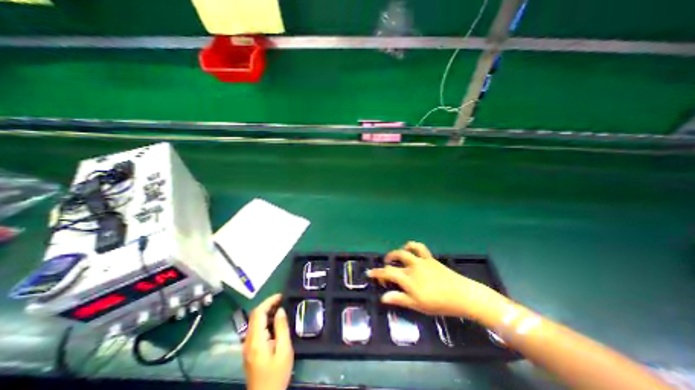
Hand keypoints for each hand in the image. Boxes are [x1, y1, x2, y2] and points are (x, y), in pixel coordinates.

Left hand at [245, 294, 292, 389]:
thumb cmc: (277, 374)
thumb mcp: (284, 350)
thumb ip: (281, 328)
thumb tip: (280, 310)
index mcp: (256, 340)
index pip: (258, 313)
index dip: (269, 301)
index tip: (281, 296)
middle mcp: (248, 341)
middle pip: (254, 316)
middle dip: (267, 304)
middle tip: (282, 300)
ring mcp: (247, 346)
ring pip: (254, 322)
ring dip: (266, 312)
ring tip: (280, 308)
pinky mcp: (249, 350)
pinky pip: (255, 329)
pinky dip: (264, 321)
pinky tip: (274, 322)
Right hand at [365, 241, 502, 318]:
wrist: (462, 295)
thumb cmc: (439, 303)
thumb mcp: (417, 305)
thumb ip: (399, 299)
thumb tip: (383, 296)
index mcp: (408, 279)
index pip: (387, 273)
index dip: (377, 273)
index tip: (369, 273)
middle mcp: (412, 266)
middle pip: (395, 259)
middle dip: (386, 262)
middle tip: (385, 268)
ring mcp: (421, 260)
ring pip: (405, 251)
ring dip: (397, 252)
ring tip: (395, 257)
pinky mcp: (429, 258)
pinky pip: (419, 247)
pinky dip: (411, 245)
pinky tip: (409, 248)